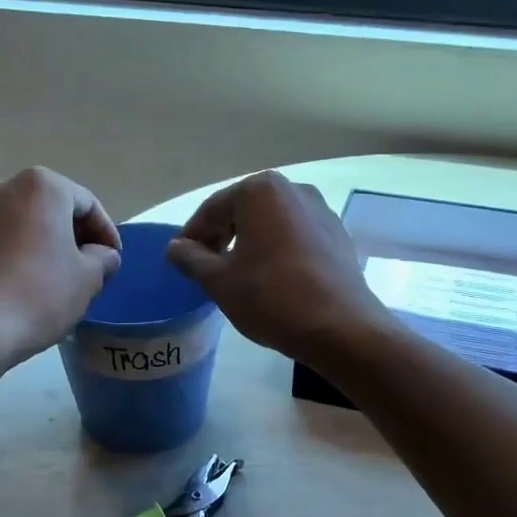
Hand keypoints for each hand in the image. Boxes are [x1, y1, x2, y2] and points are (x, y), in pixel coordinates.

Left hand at [0, 168, 122, 369]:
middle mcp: (2, 187)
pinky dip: (12, 253)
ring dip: (40, 242)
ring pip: (20, 222)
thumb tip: (100, 255)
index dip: (106, 233)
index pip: (87, 204)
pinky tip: (20, 284)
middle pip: (50, 207)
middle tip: (86, 267)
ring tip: (52, 277)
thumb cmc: (38, 295)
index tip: (112, 260)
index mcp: (41, 186)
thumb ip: (103, 258)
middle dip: (71, 234)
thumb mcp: (88, 279)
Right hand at [166, 172, 395, 364]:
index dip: (192, 235)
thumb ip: (191, 259)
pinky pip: (295, 236)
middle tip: (205, 267)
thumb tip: (175, 247)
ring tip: (236, 274)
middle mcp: (293, 189)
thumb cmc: (272, 297)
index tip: (179, 259)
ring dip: (249, 243)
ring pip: (270, 223)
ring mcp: (320, 210)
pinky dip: (277, 250)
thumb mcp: (220, 281)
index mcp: (260, 191)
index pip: (213, 209)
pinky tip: (271, 278)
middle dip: (221, 236)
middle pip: (243, 210)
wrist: (341, 327)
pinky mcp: (338, 235)